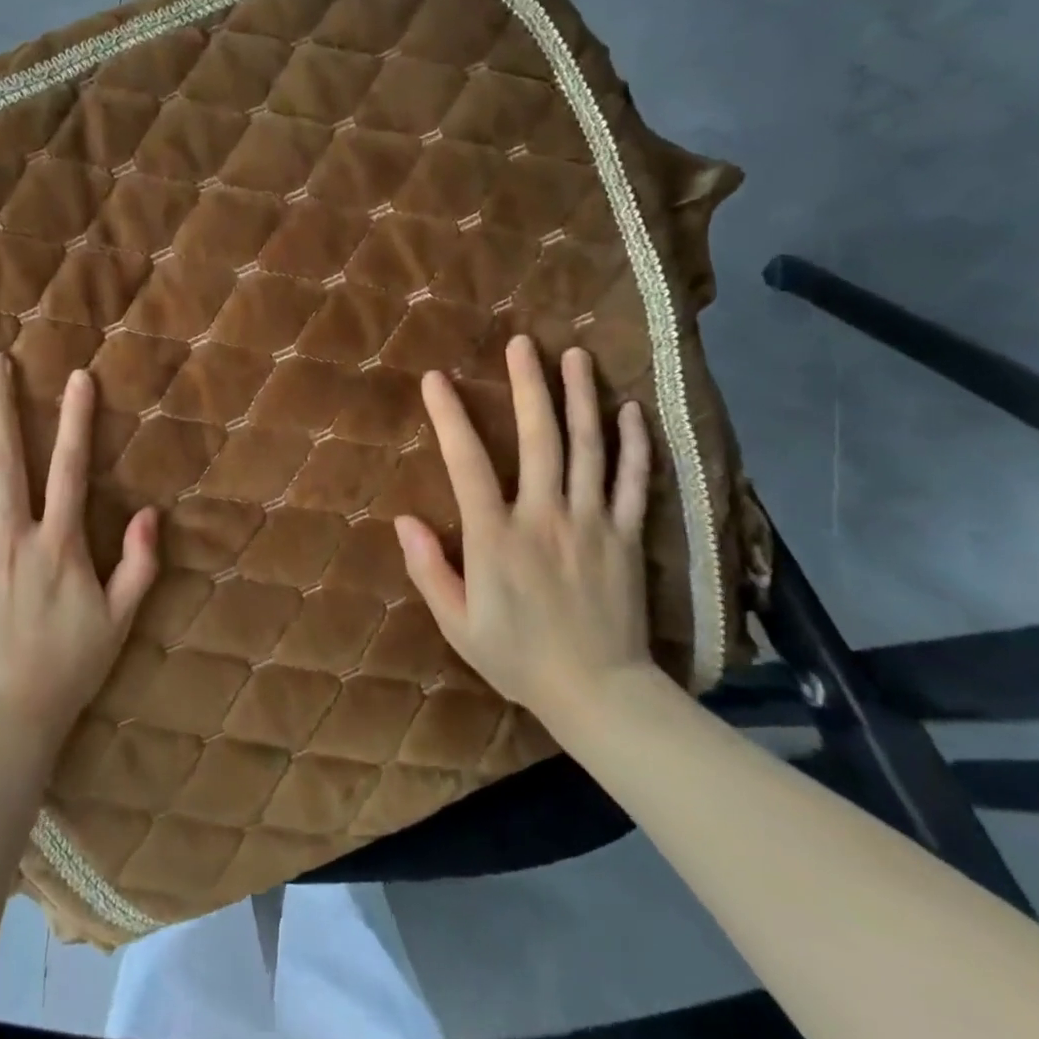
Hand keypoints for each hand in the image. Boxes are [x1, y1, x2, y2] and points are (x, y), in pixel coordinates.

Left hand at [0, 353, 158, 752]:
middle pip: (4, 461)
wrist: (7, 720)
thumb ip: (138, 564)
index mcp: (57, 543)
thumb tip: (149, 513)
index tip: (78, 378)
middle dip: (0, 407)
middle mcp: (10, 537)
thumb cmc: (69, 667)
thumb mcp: (119, 618)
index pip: (70, 469)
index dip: (76, 421)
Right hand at [395, 336, 657, 731]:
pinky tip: (630, 410)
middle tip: (523, 343)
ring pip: (588, 449)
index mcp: (497, 538)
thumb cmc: (519, 658)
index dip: (449, 417)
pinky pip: (635, 483)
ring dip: (580, 398)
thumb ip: (429, 569)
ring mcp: (592, 523)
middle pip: (539, 438)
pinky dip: (633, 444)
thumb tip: (403, 519)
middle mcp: (545, 517)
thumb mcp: (458, 623)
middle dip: (529, 386)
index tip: (437, 380)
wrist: (601, 694)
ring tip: (575, 356)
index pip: (467, 464)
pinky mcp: (627, 537)